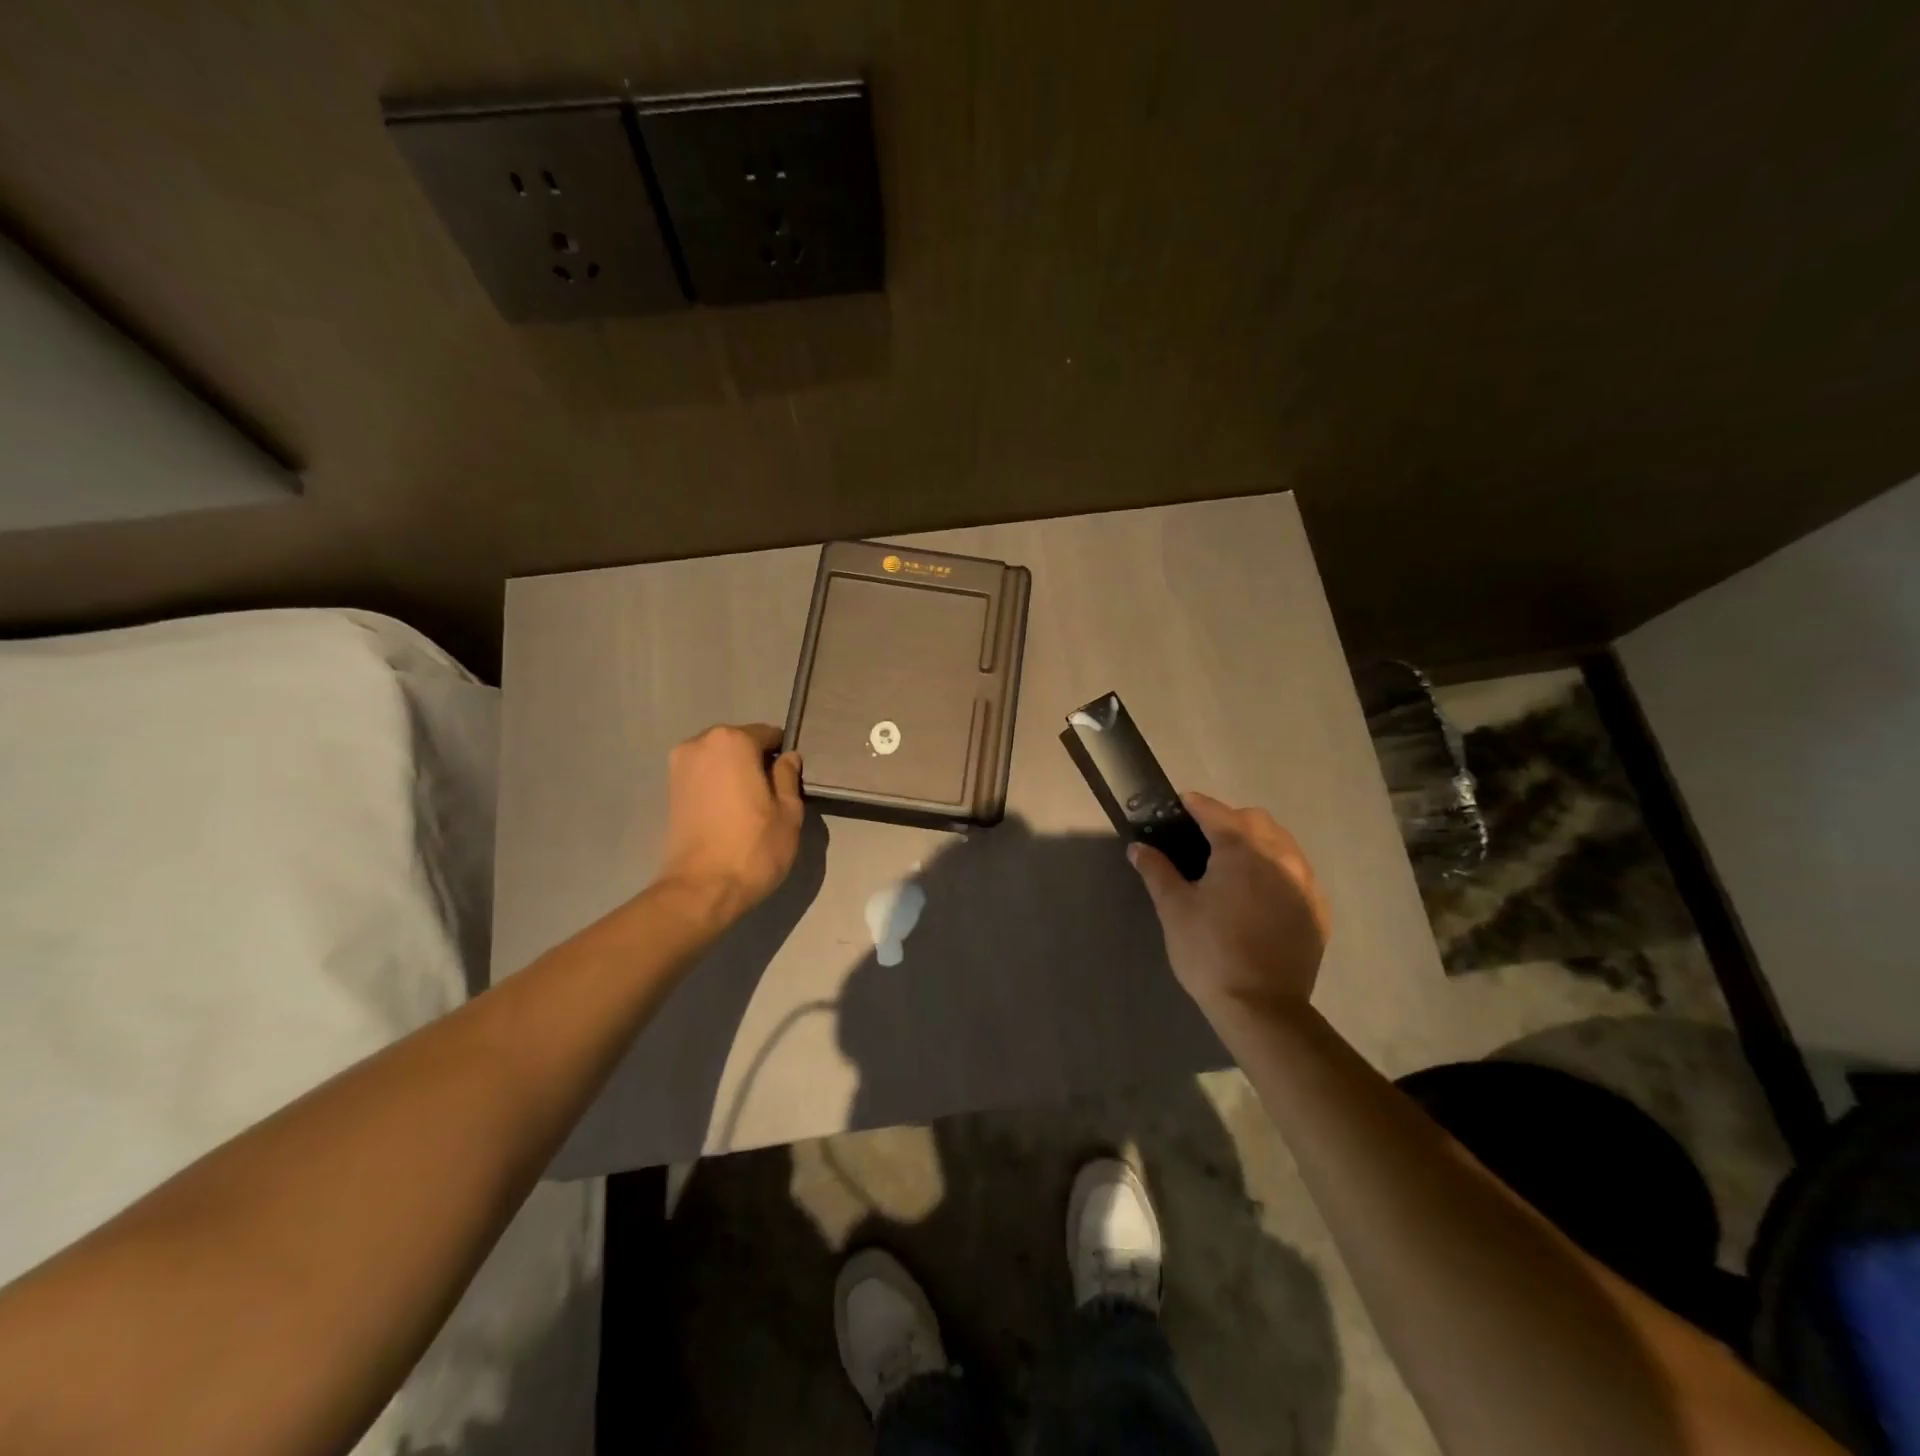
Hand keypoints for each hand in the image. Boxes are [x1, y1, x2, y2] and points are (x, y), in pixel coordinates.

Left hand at [656, 723, 803, 919]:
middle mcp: (700, 743)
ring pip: (720, 760)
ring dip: (737, 774)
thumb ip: (788, 776)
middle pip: (740, 743)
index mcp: (732, 740)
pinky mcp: (669, 790)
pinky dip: (719, 786)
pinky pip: (704, 776)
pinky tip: (731, 813)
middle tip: (773, 795)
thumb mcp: (788, 811)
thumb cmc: (753, 847)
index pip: (768, 734)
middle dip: (757, 762)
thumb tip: (787, 758)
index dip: (783, 755)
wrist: (701, 889)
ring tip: (751, 807)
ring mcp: (679, 766)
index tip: (792, 780)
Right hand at [1129, 792, 1329, 1020]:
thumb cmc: (1209, 952)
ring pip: (1282, 843)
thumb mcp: (1174, 909)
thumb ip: (1157, 871)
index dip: (1195, 805)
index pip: (1216, 812)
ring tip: (1234, 864)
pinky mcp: (1317, 909)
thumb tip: (1138, 848)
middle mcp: (1279, 856)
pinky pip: (1298, 873)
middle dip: (1229, 819)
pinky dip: (1278, 870)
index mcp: (1241, 850)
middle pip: (1255, 820)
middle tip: (1204, 839)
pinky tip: (1261, 894)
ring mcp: (1304, 883)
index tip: (1180, 805)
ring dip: (1258, 841)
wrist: (1261, 1007)